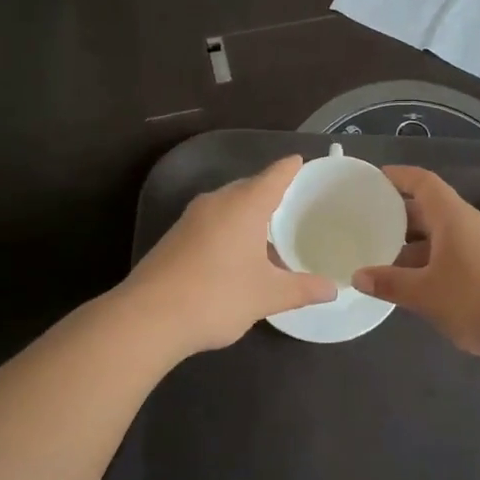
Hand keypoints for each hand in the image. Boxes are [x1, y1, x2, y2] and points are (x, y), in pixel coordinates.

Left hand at [122, 155, 336, 354]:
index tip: (302, 161)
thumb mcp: (268, 295)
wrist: (148, 318)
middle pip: (249, 187)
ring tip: (271, 231)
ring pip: (228, 206)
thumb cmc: (217, 296)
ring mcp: (191, 219)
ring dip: (249, 214)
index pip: (274, 175)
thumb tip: (332, 289)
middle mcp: (216, 202)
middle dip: (271, 192)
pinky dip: (230, 229)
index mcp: (244, 205)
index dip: (291, 168)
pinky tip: (239, 254)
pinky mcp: (175, 238)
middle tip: (295, 202)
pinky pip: (212, 222)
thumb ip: (302, 289)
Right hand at [351, 166, 479, 357]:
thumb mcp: (426, 293)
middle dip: (402, 215)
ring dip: (418, 243)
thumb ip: (390, 283)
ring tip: (388, 257)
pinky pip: (459, 252)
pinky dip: (435, 259)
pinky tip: (420, 282)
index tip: (376, 179)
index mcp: (453, 217)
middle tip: (372, 224)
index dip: (399, 176)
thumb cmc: (477, 299)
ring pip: (446, 234)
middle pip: (433, 208)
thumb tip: (358, 276)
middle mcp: (472, 222)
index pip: (424, 182)